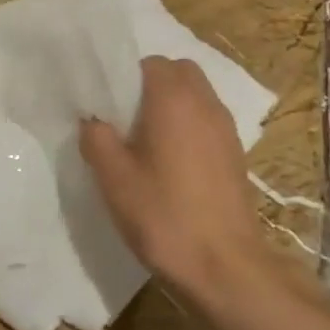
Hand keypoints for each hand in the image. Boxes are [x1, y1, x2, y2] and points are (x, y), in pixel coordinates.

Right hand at [80, 56, 262, 300]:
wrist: (225, 267)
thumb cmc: (164, 215)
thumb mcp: (113, 178)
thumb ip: (96, 138)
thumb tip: (93, 120)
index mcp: (173, 98)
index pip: (149, 63)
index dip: (125, 79)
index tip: (108, 107)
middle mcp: (205, 103)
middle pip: (178, 73)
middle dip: (152, 86)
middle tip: (126, 120)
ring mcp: (226, 129)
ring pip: (197, 96)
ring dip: (173, 107)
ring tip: (147, 144)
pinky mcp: (236, 154)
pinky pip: (208, 122)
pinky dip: (190, 128)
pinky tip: (172, 165)